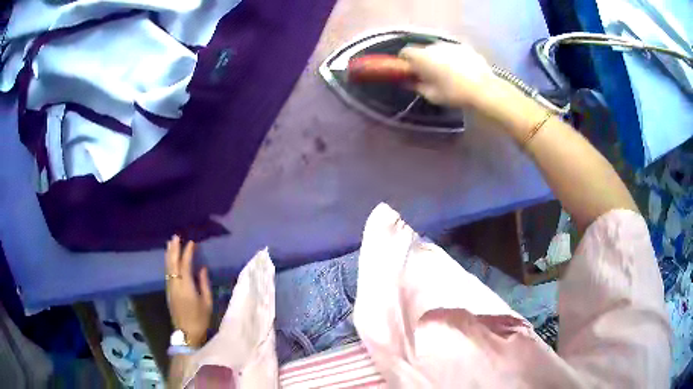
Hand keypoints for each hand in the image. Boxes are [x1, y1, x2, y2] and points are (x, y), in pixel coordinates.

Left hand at [165, 235, 211, 347]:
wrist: (187, 333)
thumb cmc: (200, 319)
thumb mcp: (207, 302)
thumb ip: (204, 283)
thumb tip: (202, 268)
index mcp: (186, 286)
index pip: (185, 264)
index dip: (188, 252)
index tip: (192, 242)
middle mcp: (175, 284)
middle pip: (173, 263)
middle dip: (174, 249)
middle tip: (175, 236)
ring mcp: (170, 287)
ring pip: (168, 267)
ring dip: (169, 254)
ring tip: (170, 243)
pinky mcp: (169, 291)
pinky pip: (167, 272)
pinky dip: (168, 263)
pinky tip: (169, 259)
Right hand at [399, 43, 499, 108]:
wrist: (484, 89)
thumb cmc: (454, 93)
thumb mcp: (432, 95)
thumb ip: (416, 86)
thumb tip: (407, 82)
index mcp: (422, 56)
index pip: (405, 52)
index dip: (405, 61)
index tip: (410, 72)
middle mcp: (434, 46)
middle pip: (423, 50)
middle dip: (423, 60)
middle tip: (429, 75)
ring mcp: (451, 45)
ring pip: (439, 50)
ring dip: (439, 58)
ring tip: (448, 73)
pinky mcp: (465, 47)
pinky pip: (453, 51)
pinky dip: (453, 58)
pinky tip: (461, 71)